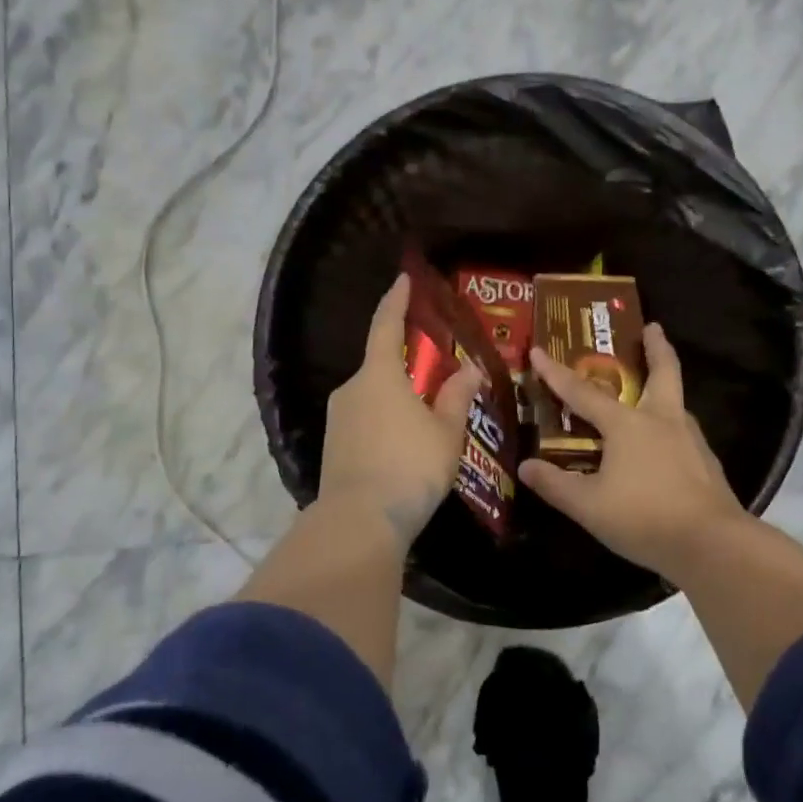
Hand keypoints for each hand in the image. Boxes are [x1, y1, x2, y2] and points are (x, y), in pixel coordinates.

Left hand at [318, 273, 484, 550]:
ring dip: (397, 397)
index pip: (386, 324)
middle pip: (380, 364)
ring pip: (373, 395)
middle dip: (406, 363)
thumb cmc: (410, 467)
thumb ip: (457, 396)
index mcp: (379, 375)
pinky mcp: (333, 445)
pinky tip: (404, 443)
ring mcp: (337, 418)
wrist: (359, 522)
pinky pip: (364, 419)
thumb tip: (469, 369)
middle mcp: (351, 389)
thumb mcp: (446, 432)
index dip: (396, 300)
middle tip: (436, 372)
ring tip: (427, 415)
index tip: (404, 279)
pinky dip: (385, 420)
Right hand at [520, 324, 750, 580]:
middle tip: (652, 327)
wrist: (712, 544)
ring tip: (652, 390)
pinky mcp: (706, 463)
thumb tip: (526, 467)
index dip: (556, 373)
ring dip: (666, 385)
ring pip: (677, 401)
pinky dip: (671, 424)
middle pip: (663, 372)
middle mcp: (662, 420)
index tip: (538, 349)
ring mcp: (690, 440)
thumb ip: (555, 485)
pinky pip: (684, 431)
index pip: (583, 392)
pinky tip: (665, 443)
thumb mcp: (588, 505)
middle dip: (656, 347)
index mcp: (628, 424)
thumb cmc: (643, 517)